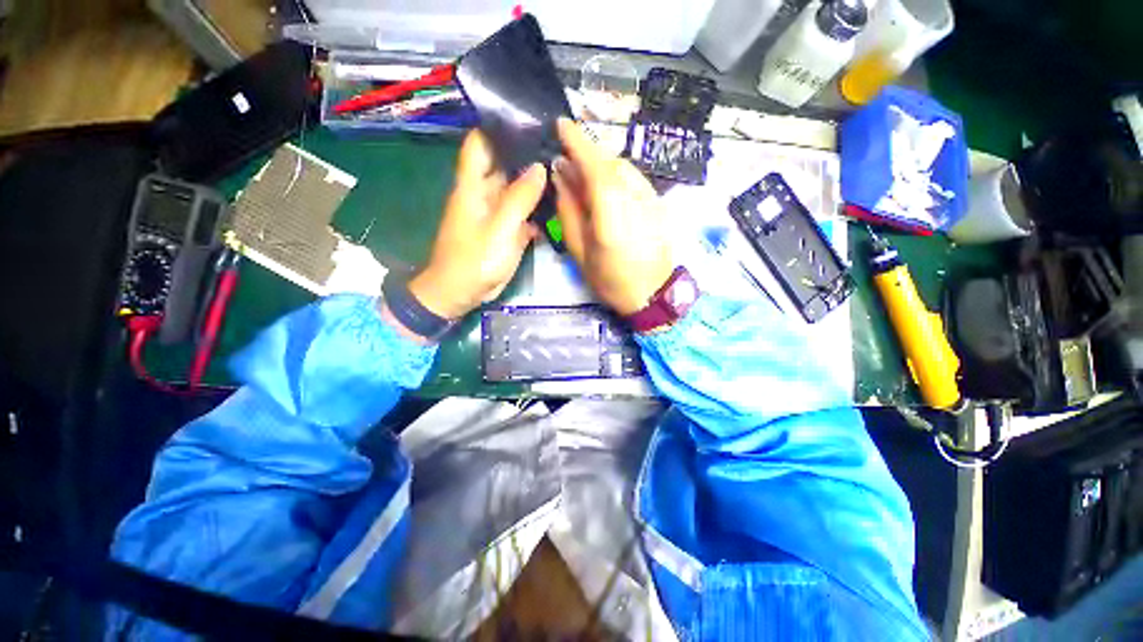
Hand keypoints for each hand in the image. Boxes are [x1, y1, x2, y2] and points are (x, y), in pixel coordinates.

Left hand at [408, 131, 546, 319]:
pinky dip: (537, 207)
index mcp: (473, 185)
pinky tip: (558, 202)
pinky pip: (523, 212)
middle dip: (527, 153)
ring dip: (536, 181)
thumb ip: (519, 198)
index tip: (527, 116)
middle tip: (560, 144)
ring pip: (517, 189)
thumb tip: (539, 167)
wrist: (462, 293)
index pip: (481, 142)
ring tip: (565, 168)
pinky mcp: (506, 230)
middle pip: (505, 164)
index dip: (498, 126)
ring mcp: (497, 212)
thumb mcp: (498, 228)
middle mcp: (484, 193)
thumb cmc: (474, 260)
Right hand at [552, 118, 673, 315]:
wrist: (653, 294)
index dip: (578, 141)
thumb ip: (569, 211)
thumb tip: (561, 174)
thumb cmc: (611, 280)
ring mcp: (651, 200)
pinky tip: (609, 190)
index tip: (561, 124)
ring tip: (586, 177)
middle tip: (568, 160)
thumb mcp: (580, 252)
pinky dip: (617, 175)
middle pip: (610, 162)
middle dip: (587, 153)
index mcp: (611, 216)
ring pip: (624, 167)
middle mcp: (635, 200)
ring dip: (602, 164)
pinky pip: (635, 178)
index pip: (595, 166)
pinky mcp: (659, 203)